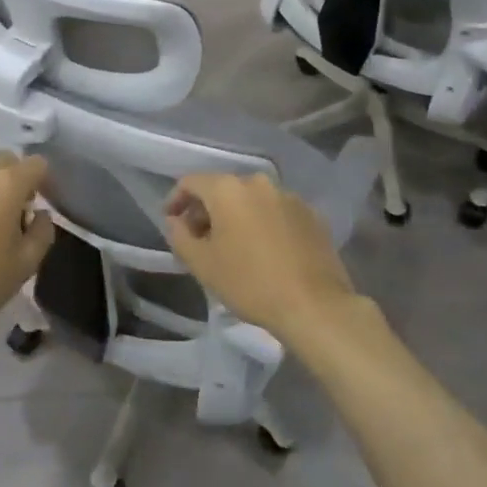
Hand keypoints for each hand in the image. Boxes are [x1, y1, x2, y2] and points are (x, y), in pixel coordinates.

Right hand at [162, 173, 359, 347]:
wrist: (314, 304)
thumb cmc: (250, 283)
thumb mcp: (203, 264)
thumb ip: (180, 236)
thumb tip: (175, 220)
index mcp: (228, 189)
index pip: (191, 182)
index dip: (176, 200)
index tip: (172, 222)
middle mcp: (258, 182)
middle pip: (222, 189)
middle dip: (206, 211)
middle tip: (200, 240)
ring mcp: (288, 195)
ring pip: (251, 199)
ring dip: (236, 216)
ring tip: (232, 247)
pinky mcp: (310, 213)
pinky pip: (276, 211)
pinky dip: (263, 223)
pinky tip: (264, 251)